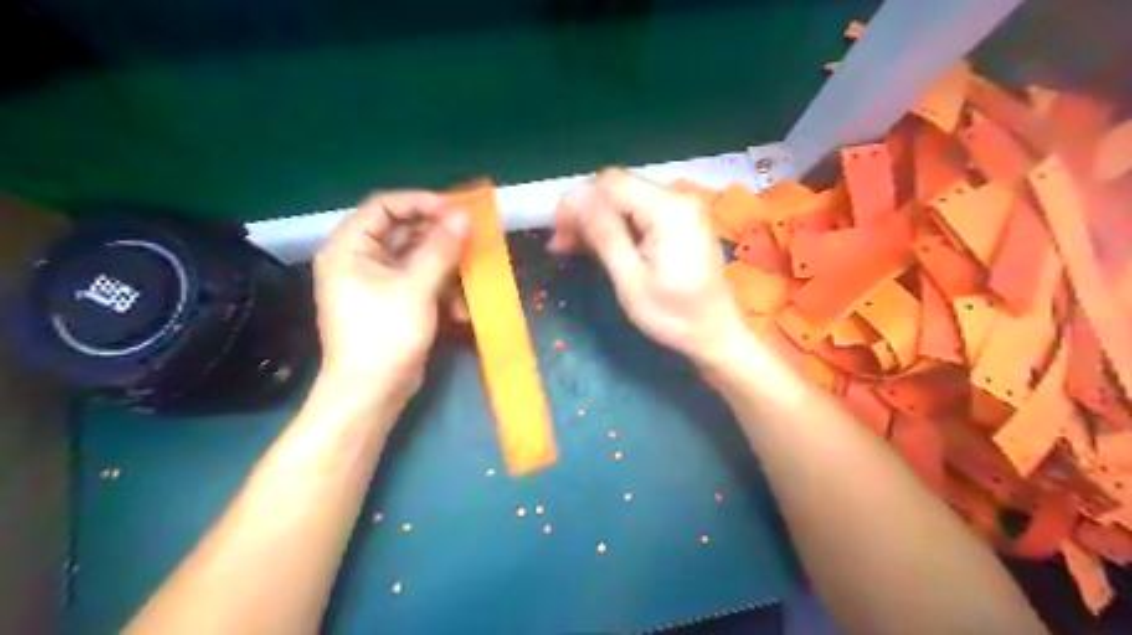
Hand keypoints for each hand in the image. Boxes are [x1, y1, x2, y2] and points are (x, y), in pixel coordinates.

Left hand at [309, 190, 467, 404]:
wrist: (372, 392)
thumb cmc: (385, 334)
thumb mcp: (416, 287)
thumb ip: (441, 248)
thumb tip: (464, 216)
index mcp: (349, 248)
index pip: (384, 207)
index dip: (420, 203)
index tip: (455, 209)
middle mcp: (359, 260)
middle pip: (403, 232)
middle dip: (440, 238)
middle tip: (472, 237)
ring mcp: (377, 283)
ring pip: (417, 259)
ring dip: (446, 269)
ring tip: (471, 279)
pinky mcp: (394, 303)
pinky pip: (421, 282)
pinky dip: (441, 291)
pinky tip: (460, 311)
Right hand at [552, 168, 749, 367]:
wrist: (717, 335)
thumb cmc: (674, 316)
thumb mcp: (631, 279)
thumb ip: (604, 234)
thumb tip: (575, 197)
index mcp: (668, 209)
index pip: (610, 183)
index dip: (578, 201)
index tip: (557, 231)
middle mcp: (678, 199)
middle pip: (618, 189)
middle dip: (585, 212)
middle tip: (560, 245)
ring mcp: (682, 209)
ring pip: (626, 201)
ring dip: (597, 221)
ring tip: (571, 248)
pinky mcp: (682, 222)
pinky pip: (640, 213)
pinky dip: (617, 227)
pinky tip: (599, 246)